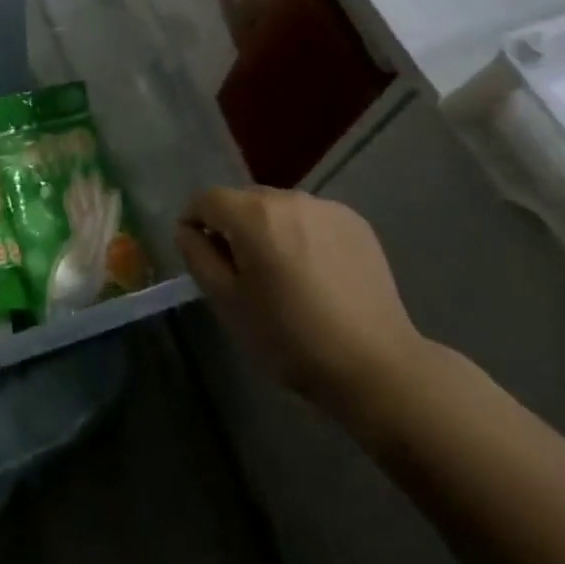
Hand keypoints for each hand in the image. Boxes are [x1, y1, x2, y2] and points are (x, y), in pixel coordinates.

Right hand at [177, 186, 433, 435]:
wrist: (376, 366)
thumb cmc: (291, 339)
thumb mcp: (229, 304)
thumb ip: (199, 257)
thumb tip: (188, 229)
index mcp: (253, 215)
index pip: (206, 199)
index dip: (194, 222)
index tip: (200, 256)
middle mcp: (289, 197)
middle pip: (244, 201)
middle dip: (234, 228)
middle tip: (243, 274)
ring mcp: (326, 207)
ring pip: (279, 209)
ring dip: (270, 231)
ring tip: (284, 276)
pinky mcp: (356, 222)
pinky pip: (312, 218)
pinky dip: (303, 236)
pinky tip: (317, 275)